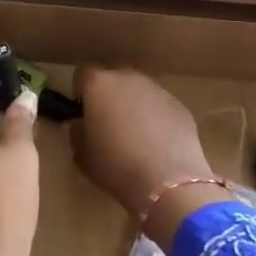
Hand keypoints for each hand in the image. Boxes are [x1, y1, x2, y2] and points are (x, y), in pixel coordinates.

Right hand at [73, 67, 213, 222]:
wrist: (167, 181)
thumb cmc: (116, 166)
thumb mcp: (82, 155)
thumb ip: (77, 132)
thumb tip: (81, 124)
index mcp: (99, 85)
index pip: (82, 73)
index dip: (81, 90)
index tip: (83, 111)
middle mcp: (128, 78)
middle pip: (113, 77)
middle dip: (109, 95)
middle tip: (108, 123)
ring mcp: (157, 89)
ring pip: (139, 90)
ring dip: (134, 105)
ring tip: (136, 136)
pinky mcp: (179, 105)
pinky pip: (160, 106)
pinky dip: (156, 118)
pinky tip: (158, 144)